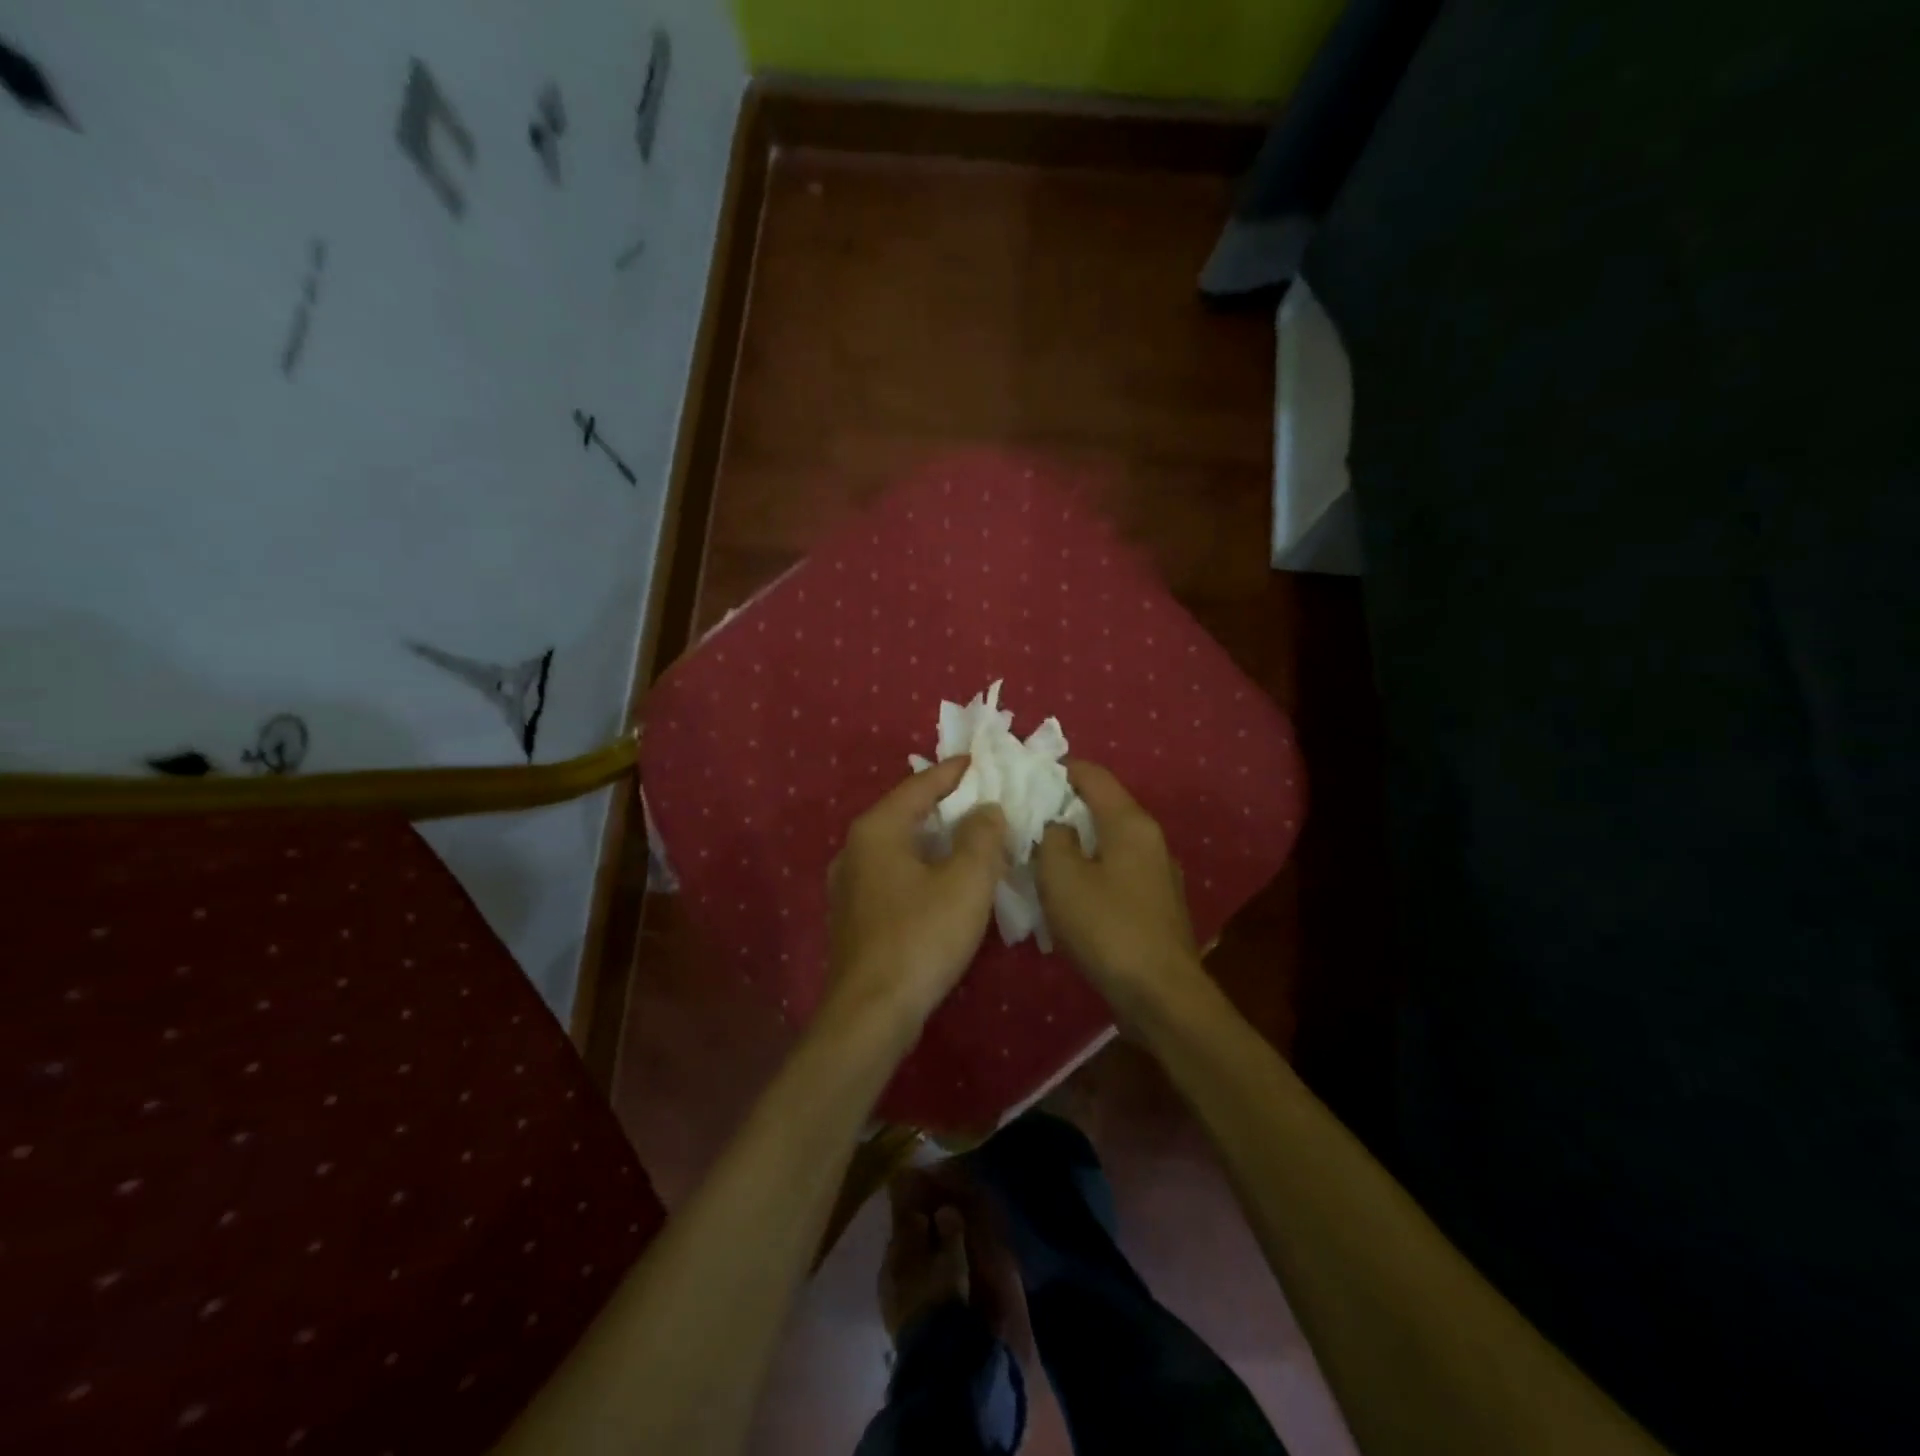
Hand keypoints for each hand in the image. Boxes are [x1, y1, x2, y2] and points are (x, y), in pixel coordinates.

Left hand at [827, 757, 1008, 1026]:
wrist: (871, 1013)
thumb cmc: (921, 937)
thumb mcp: (966, 881)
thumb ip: (982, 836)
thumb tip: (987, 810)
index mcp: (878, 829)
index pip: (920, 785)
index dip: (954, 772)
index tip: (983, 761)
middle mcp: (855, 848)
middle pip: (907, 813)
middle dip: (947, 805)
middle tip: (985, 800)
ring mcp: (850, 884)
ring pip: (901, 846)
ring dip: (936, 840)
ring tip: (972, 838)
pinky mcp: (855, 915)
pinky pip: (894, 874)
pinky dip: (923, 867)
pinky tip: (945, 882)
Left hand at [879, 1200, 969, 1341]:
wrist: (930, 1349)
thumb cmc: (943, 1293)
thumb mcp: (954, 1257)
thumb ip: (950, 1230)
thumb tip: (944, 1210)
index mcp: (900, 1245)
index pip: (909, 1220)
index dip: (923, 1217)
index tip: (936, 1218)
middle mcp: (887, 1264)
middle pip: (902, 1245)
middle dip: (916, 1242)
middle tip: (936, 1244)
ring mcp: (885, 1293)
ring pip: (899, 1269)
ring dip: (912, 1266)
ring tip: (931, 1271)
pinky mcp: (889, 1319)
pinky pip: (899, 1292)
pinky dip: (910, 1287)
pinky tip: (923, 1294)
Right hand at [1036, 761, 1208, 1021]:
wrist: (1161, 994)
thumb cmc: (1107, 927)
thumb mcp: (1062, 877)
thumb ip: (1052, 839)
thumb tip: (1058, 827)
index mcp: (1129, 822)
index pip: (1093, 774)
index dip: (1058, 769)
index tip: (1025, 777)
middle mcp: (1150, 838)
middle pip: (1102, 806)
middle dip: (1064, 807)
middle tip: (1025, 818)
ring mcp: (1157, 872)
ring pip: (1109, 840)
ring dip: (1076, 841)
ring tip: (1041, 854)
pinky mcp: (1156, 902)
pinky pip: (1117, 870)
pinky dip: (1091, 868)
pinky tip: (1070, 891)